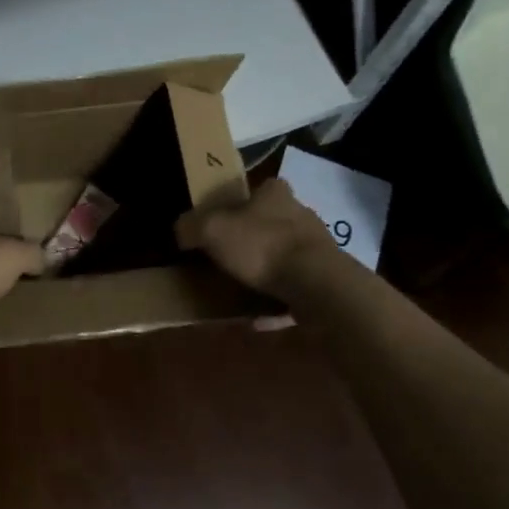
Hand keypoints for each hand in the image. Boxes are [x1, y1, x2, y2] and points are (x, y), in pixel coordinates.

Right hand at [175, 178, 339, 295]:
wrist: (317, 285)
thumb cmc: (261, 246)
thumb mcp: (211, 230)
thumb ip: (191, 226)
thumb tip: (180, 230)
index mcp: (275, 193)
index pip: (258, 188)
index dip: (238, 203)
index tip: (221, 222)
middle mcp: (301, 214)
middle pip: (271, 222)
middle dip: (251, 239)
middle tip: (226, 257)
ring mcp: (318, 248)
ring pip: (284, 256)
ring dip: (265, 272)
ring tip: (239, 291)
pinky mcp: (327, 279)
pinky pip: (294, 290)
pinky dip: (276, 303)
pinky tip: (257, 319)